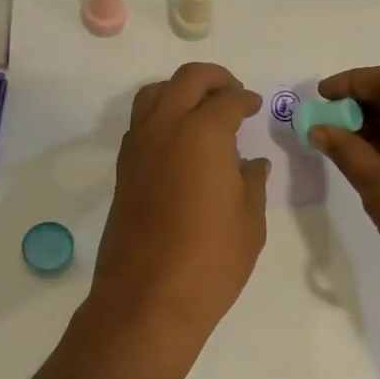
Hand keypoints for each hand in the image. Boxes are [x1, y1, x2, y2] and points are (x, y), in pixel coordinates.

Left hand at [85, 63, 269, 369]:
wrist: (147, 299)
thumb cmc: (210, 262)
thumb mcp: (249, 222)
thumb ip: (252, 183)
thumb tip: (252, 163)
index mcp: (203, 134)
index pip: (227, 100)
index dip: (246, 99)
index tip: (256, 107)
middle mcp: (166, 128)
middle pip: (187, 80)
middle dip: (214, 79)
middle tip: (233, 95)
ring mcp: (138, 147)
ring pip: (155, 94)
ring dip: (181, 91)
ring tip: (203, 111)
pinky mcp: (124, 168)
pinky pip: (142, 123)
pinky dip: (162, 115)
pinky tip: (181, 142)